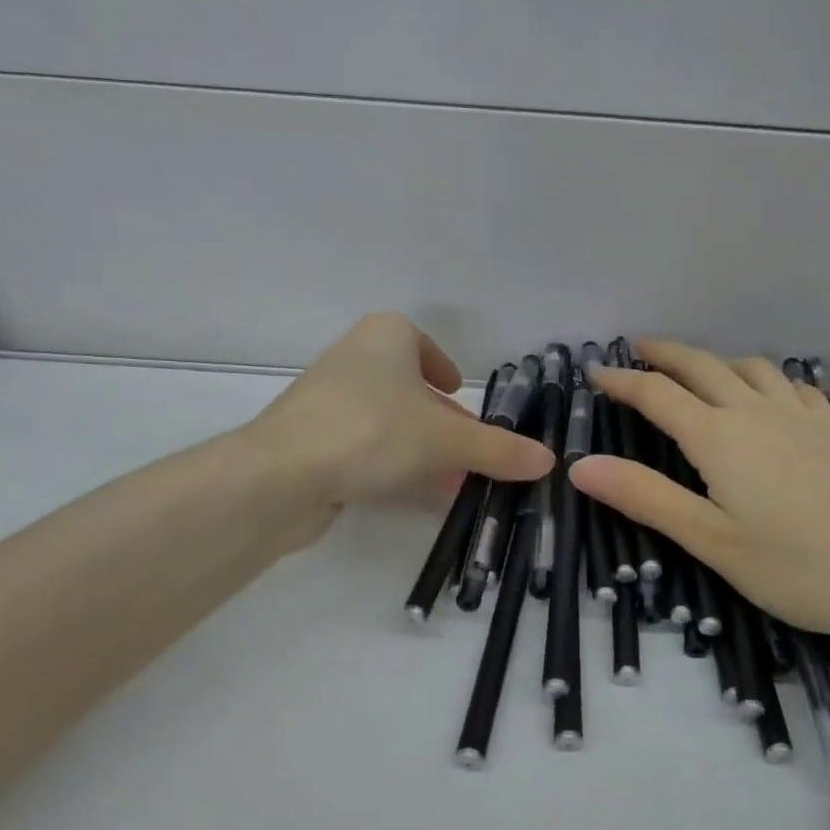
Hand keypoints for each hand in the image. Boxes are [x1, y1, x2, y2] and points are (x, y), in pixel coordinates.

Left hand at [252, 314, 554, 512]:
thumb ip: (498, 449)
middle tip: (469, 451)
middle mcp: (354, 356)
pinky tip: (410, 493)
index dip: (446, 373)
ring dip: (419, 447)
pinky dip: (389, 463)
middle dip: (441, 422)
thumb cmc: (373, 431)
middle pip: (410, 389)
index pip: (425, 346)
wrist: (281, 475)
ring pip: (387, 419)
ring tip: (450, 480)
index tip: (461, 400)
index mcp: (386, 336)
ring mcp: (327, 397)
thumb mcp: (446, 441)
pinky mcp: (309, 436)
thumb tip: (548, 460)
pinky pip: (363, 444)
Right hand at [570, 340, 829, 646]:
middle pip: (701, 365)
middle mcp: (756, 413)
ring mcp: (801, 417)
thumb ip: (646, 498)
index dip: (622, 380)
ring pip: (749, 367)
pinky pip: (792, 385)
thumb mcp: (713, 541)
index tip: (594, 372)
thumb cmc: (802, 568)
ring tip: (698, 368)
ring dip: (715, 359)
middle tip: (637, 348)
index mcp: (719, 437)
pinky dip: (766, 378)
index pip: (657, 394)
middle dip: (664, 353)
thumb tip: (581, 465)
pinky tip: (771, 393)